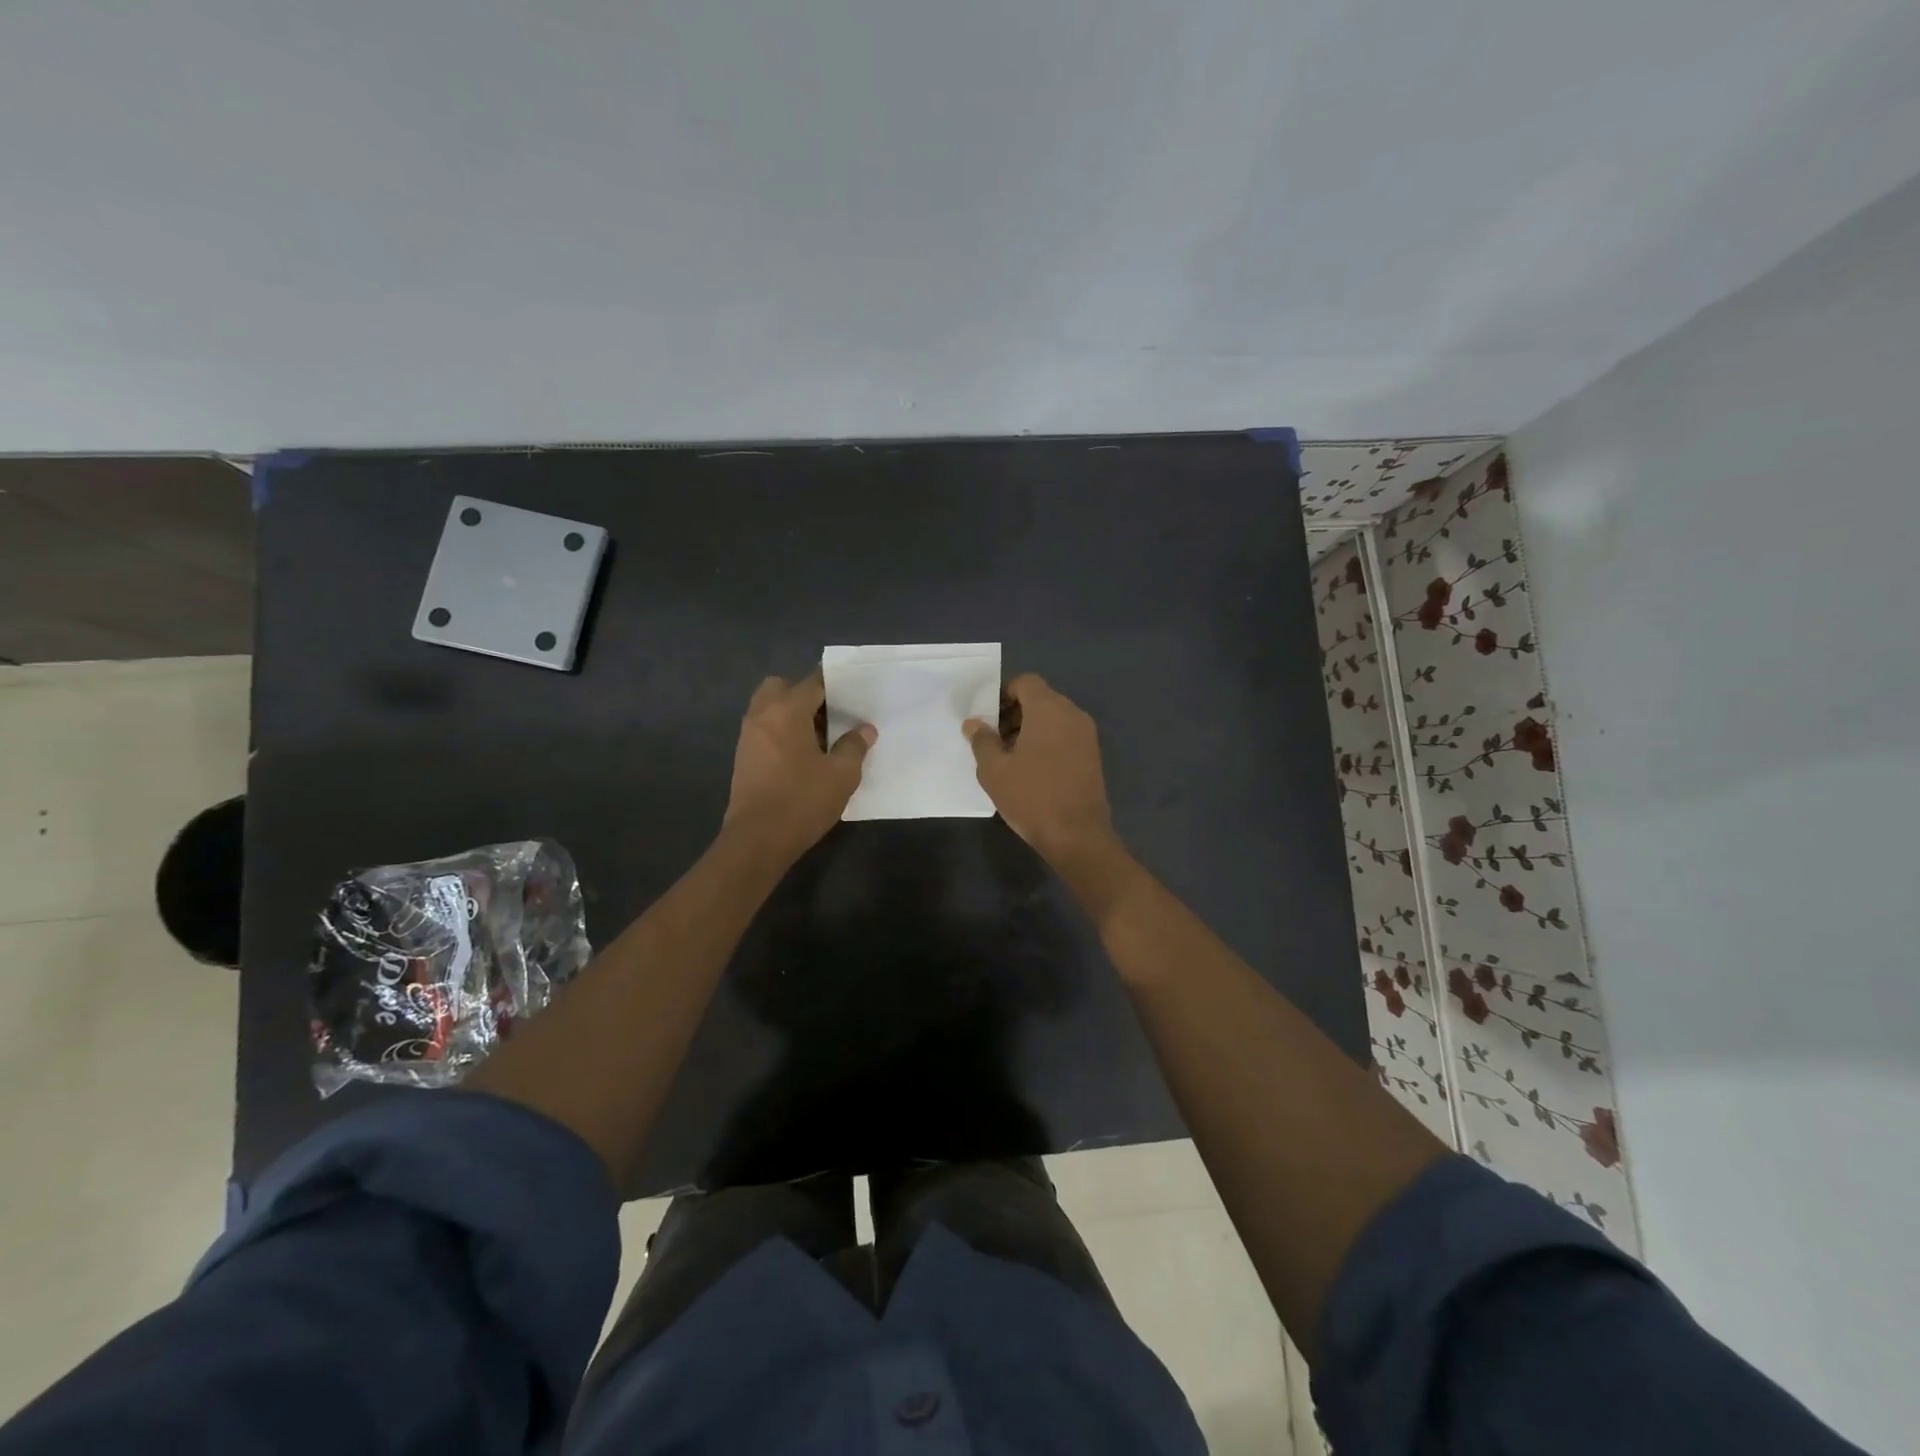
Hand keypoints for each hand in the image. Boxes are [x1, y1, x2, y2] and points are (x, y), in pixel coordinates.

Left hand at [723, 672, 873, 860]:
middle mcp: (762, 715)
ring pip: (769, 708)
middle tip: (828, 715)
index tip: (853, 692)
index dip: (834, 683)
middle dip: (804, 694)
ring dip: (790, 713)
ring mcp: (748, 736)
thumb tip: (864, 730)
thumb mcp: (841, 775)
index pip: (813, 682)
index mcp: (787, 710)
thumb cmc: (802, 800)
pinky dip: (780, 731)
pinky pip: (764, 729)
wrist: (757, 839)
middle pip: (781, 686)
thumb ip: (854, 746)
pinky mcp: (743, 757)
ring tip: (818, 738)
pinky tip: (801, 756)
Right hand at [964, 673, 1119, 869]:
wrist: (1077, 836)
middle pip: (1040, 698)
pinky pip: (1065, 735)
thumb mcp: (994, 770)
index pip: (1026, 682)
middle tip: (995, 740)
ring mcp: (1087, 735)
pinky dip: (1047, 741)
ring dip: (1030, 728)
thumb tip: (974, 723)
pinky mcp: (1093, 755)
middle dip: (1015, 713)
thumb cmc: (1032, 797)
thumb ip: (982, 741)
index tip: (989, 719)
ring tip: (1010, 758)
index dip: (1003, 694)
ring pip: (1053, 718)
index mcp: (1049, 709)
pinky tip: (1032, 770)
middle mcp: (1072, 714)